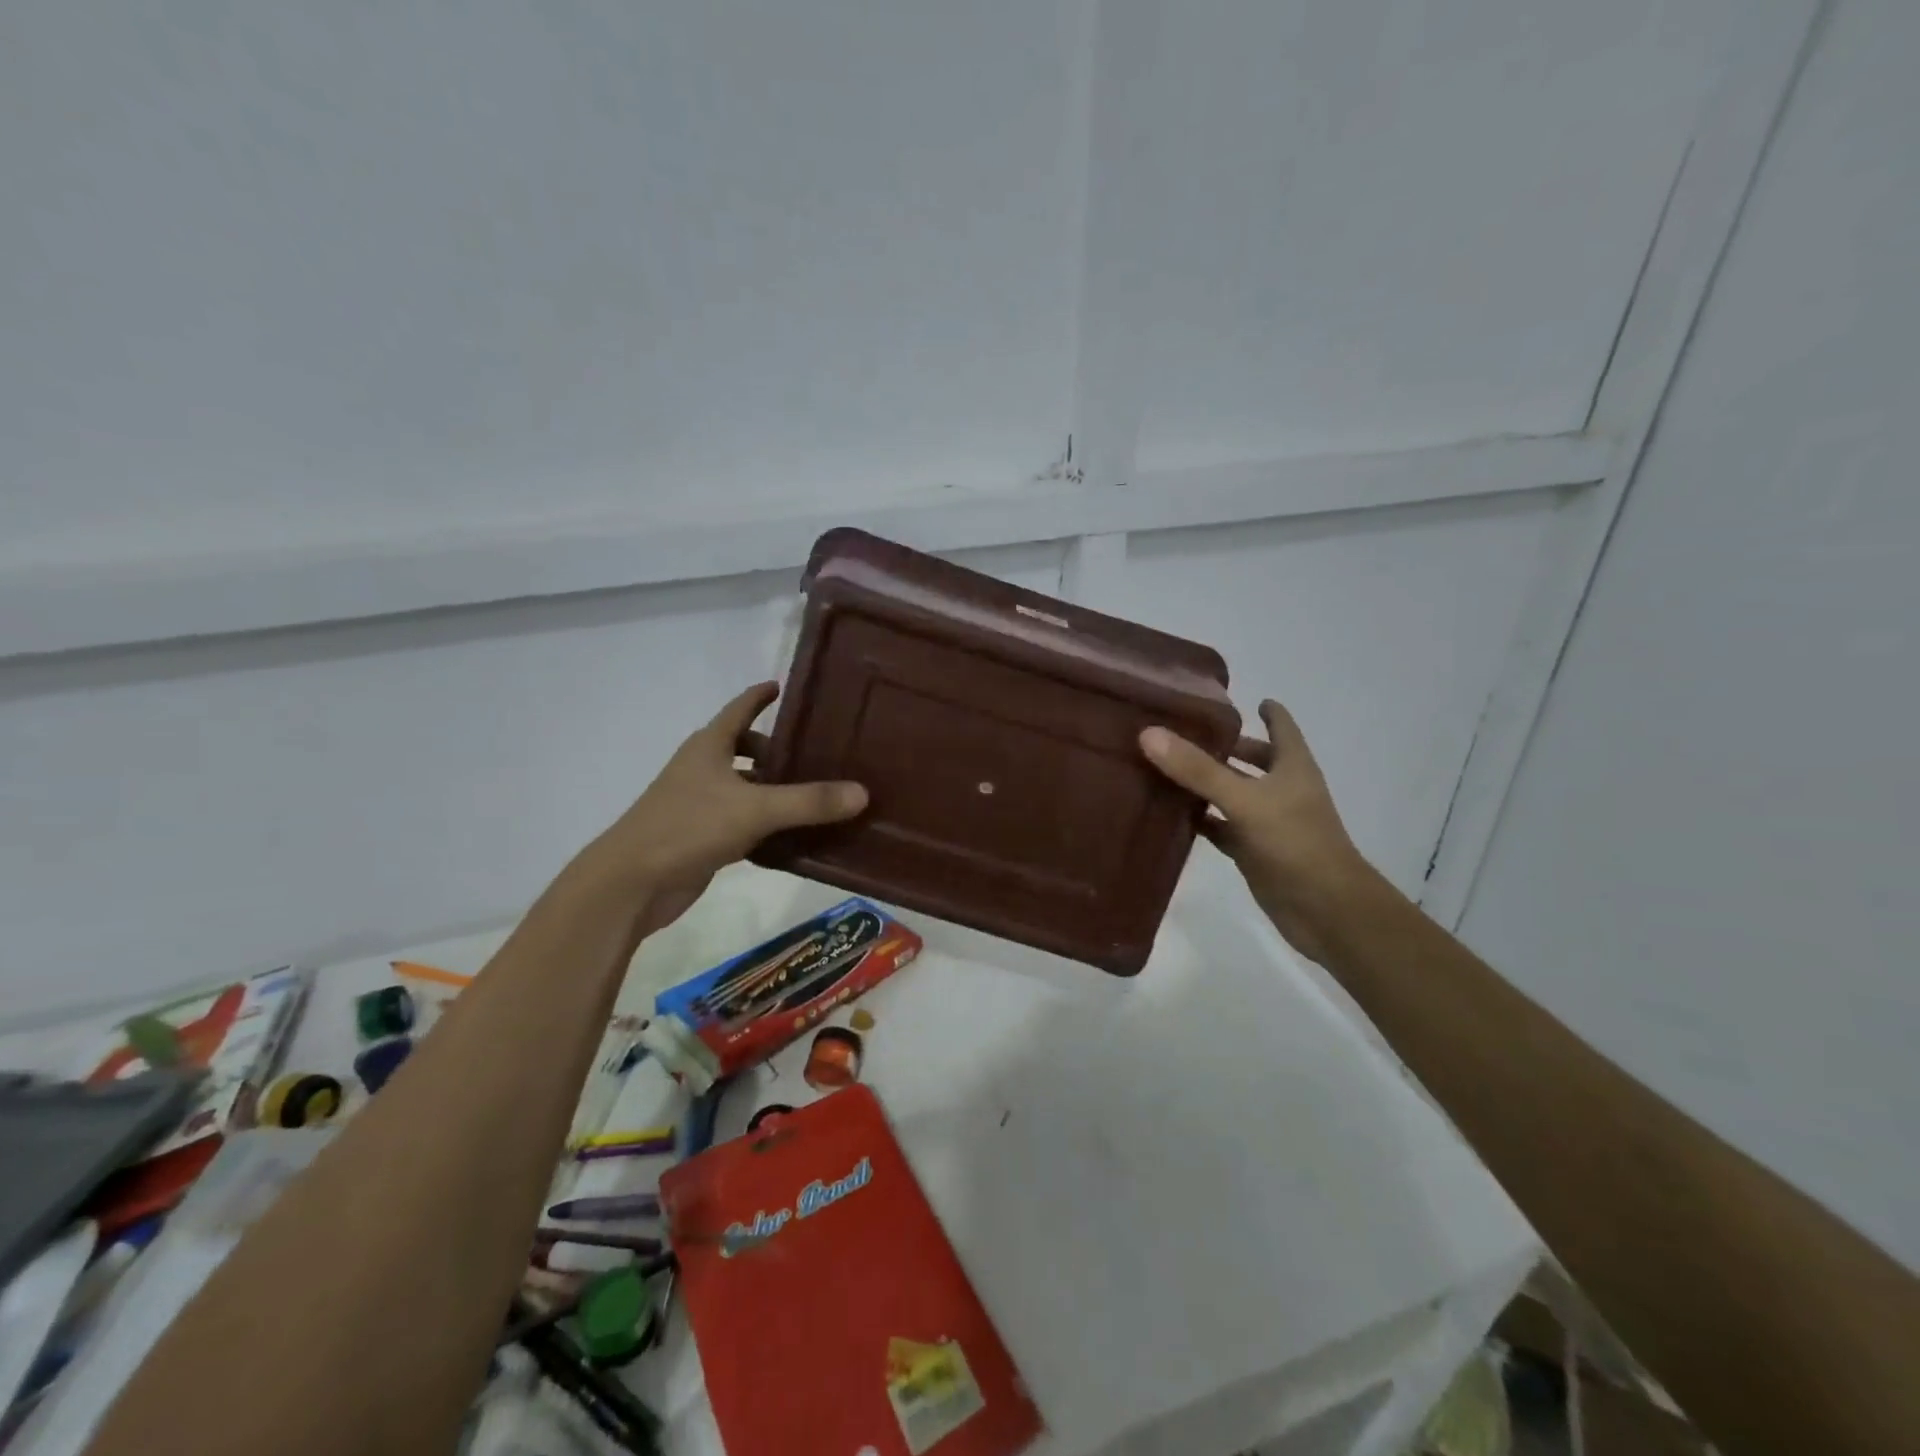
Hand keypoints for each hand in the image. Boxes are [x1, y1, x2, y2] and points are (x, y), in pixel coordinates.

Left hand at [571, 683, 867, 932]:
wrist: (631, 883)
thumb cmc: (688, 827)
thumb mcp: (755, 809)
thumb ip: (809, 802)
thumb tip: (862, 793)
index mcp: (709, 747)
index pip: (739, 709)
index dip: (760, 696)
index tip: (783, 687)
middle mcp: (704, 769)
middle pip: (745, 748)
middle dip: (777, 749)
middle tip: (818, 754)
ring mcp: (701, 804)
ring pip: (746, 786)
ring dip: (775, 788)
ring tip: (818, 793)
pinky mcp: (703, 837)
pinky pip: (744, 820)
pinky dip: (768, 822)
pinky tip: (796, 834)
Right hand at [1139, 700, 1376, 963]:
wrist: (1325, 910)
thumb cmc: (1295, 843)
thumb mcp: (1244, 800)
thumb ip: (1198, 770)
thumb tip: (1149, 733)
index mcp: (1292, 767)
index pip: (1281, 727)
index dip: (1267, 711)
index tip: (1242, 698)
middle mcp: (1282, 789)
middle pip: (1254, 759)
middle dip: (1225, 747)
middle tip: (1183, 733)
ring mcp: (1268, 822)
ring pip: (1233, 793)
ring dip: (1206, 783)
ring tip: (1165, 767)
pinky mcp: (1254, 852)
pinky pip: (1222, 828)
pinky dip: (1201, 820)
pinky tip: (1171, 815)